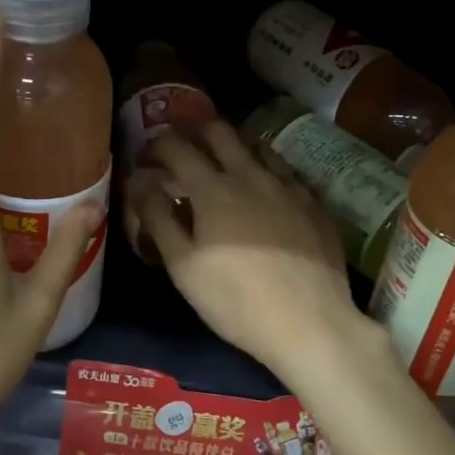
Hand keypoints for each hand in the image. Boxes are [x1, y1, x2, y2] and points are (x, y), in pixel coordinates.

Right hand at [134, 122, 376, 383]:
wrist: (310, 324)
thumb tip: (140, 183)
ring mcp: (288, 186)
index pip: (176, 147)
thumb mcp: (183, 267)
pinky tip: (263, 191)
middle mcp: (251, 175)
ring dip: (231, 145)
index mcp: (213, 189)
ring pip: (256, 145)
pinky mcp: (314, 203)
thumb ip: (158, 218)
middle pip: (219, 130)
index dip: (155, 145)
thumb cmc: (236, 301)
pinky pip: (284, 171)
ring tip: (221, 165)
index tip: (145, 158)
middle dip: (193, 131)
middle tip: (181, 150)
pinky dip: (263, 169)